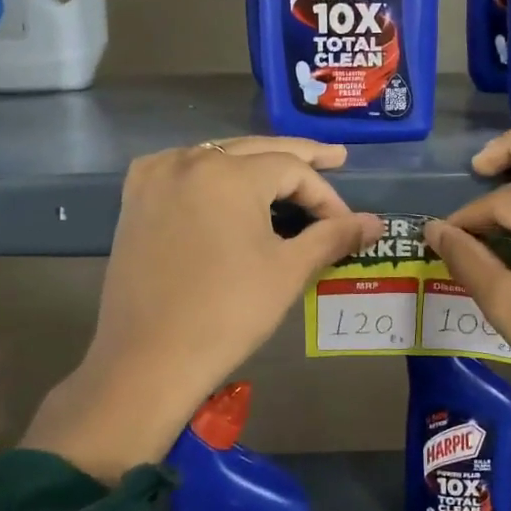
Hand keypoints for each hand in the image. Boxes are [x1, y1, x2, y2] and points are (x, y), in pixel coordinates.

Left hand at [25, 138, 380, 480]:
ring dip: (256, 163)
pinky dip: (213, 172)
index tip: (346, 224)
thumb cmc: (228, 313)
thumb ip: (333, 236)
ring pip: (219, 156)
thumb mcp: (288, 270)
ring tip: (289, 175)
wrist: (148, 360)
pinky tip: (228, 183)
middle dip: (299, 158)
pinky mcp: (135, 200)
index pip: (293, 169)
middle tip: (337, 159)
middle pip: (256, 150)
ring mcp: (156, 177)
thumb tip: (375, 223)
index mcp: (228, 173)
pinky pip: (185, 170)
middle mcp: (188, 161)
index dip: (326, 195)